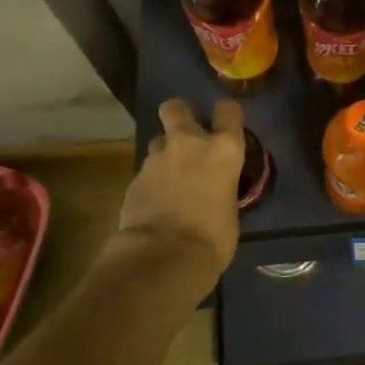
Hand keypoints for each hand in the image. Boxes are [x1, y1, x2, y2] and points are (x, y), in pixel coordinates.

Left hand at [118, 99, 245, 282]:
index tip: (225, 124)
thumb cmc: (213, 237)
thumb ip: (222, 186)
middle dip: (179, 115)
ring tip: (170, 177)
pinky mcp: (134, 178)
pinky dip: (152, 181)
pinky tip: (156, 202)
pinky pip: (146, 171)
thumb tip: (216, 190)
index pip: (228, 110)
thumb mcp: (230, 207)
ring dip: (165, 154)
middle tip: (186, 136)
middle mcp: (189, 143)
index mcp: (223, 149)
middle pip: (176, 107)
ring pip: (158, 141)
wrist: (164, 256)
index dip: (226, 115)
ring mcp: (156, 159)